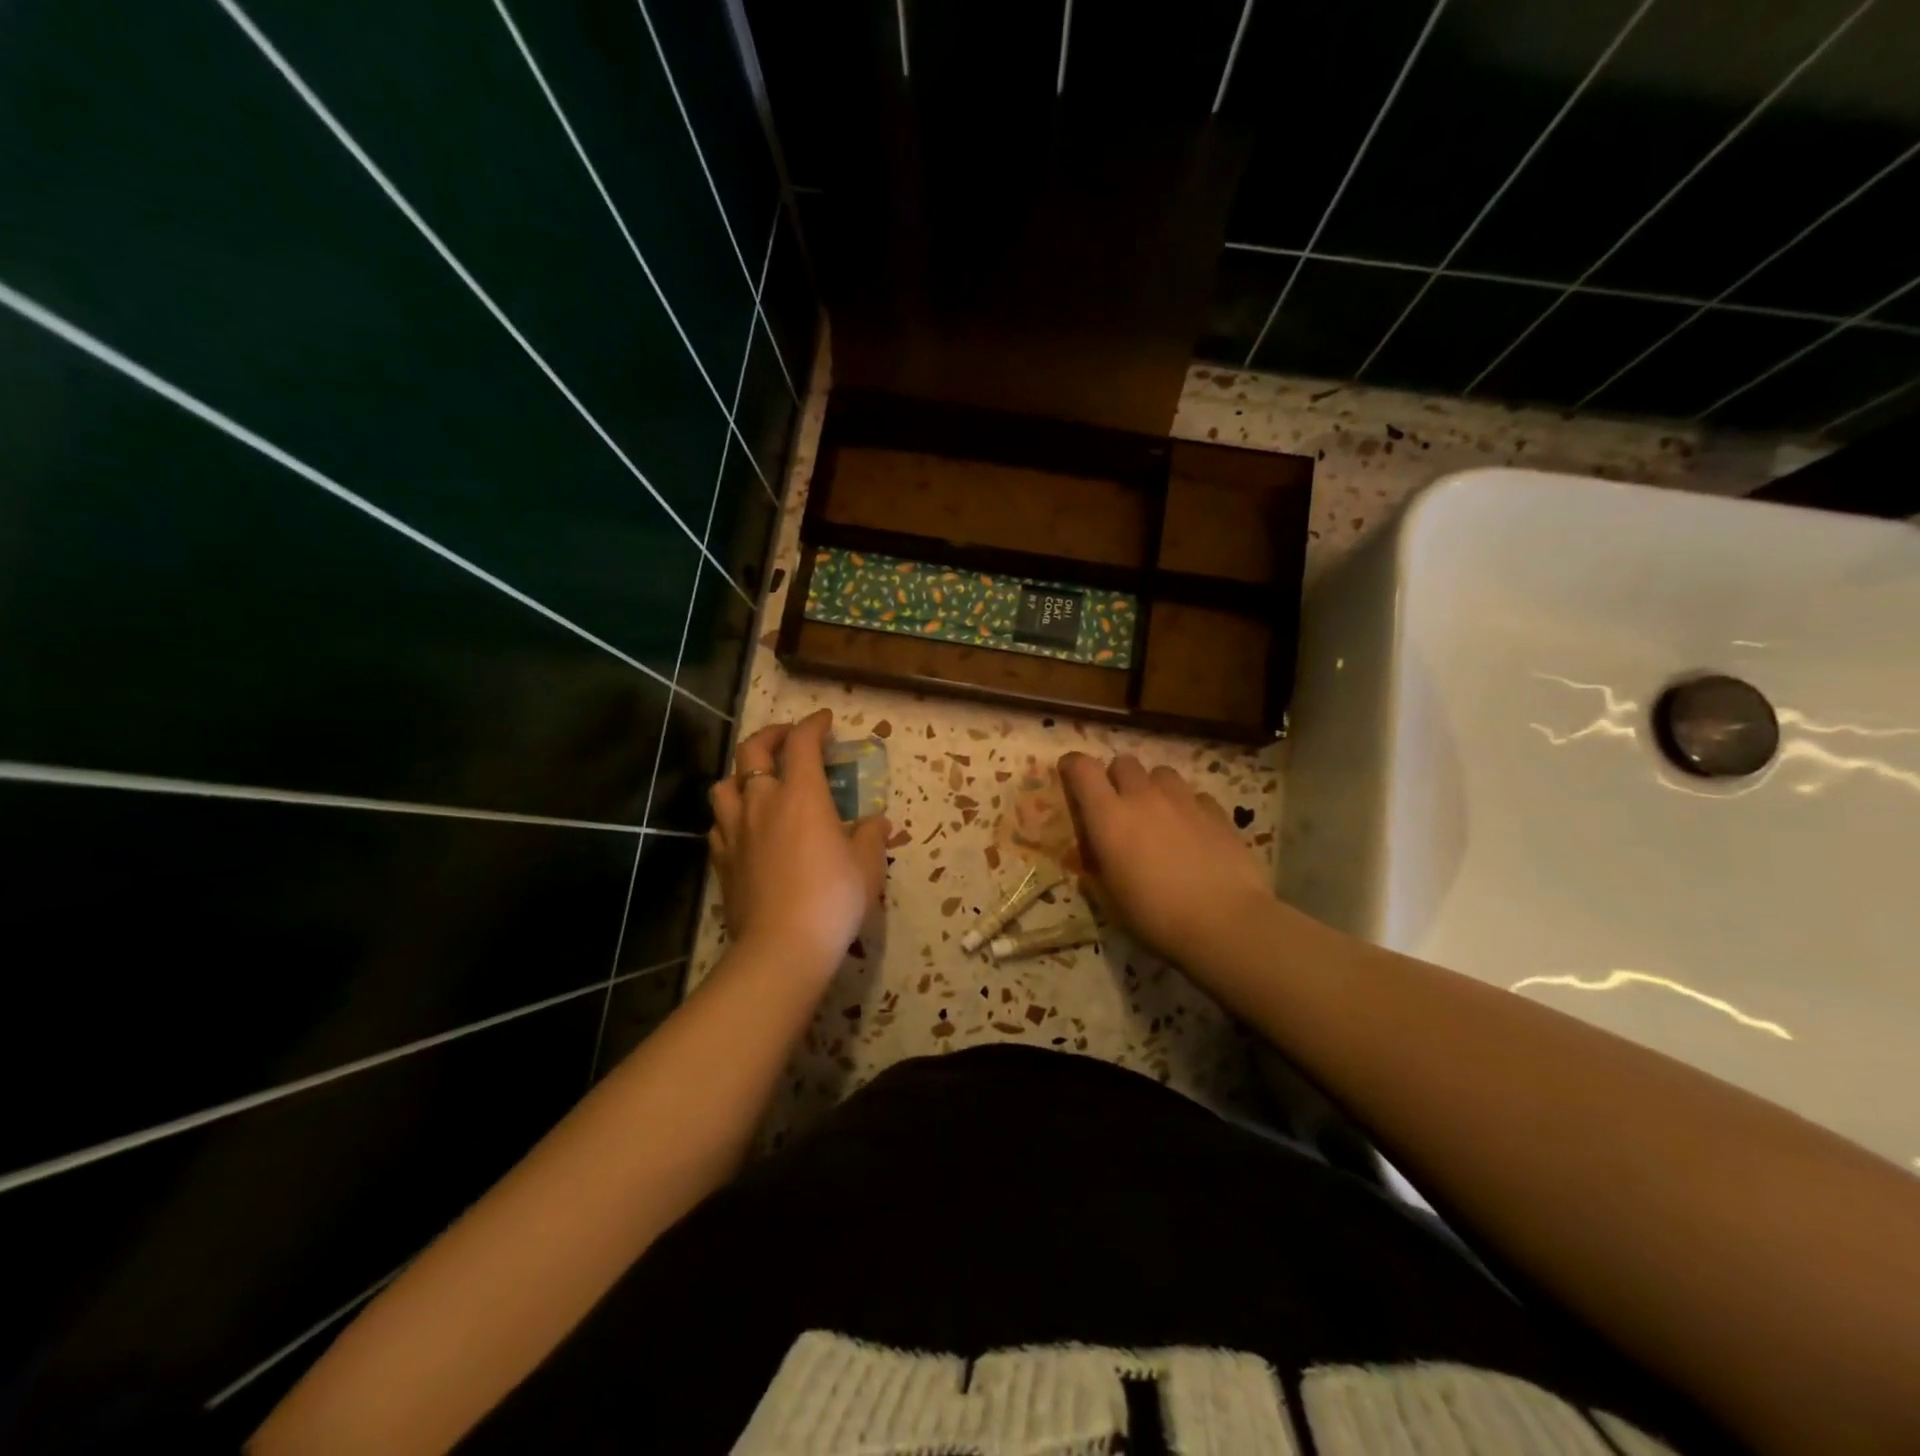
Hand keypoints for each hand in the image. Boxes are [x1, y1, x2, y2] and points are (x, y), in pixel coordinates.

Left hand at [709, 710, 888, 983]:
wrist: (782, 947)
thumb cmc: (833, 899)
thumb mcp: (868, 865)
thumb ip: (871, 836)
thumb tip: (876, 821)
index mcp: (801, 795)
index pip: (802, 743)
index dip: (813, 725)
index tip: (825, 721)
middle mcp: (762, 802)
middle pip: (753, 750)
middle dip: (772, 735)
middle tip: (790, 738)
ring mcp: (735, 830)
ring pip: (724, 784)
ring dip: (742, 774)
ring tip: (759, 781)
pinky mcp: (721, 860)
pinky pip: (718, 824)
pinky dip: (731, 815)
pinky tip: (744, 826)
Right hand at [1057, 753, 1275, 967]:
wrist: (1225, 924)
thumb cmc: (1155, 916)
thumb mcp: (1109, 900)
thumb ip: (1095, 870)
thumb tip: (1091, 860)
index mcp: (1109, 816)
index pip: (1082, 768)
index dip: (1073, 766)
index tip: (1070, 776)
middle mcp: (1144, 796)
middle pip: (1123, 763)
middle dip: (1116, 778)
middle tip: (1119, 806)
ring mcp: (1183, 800)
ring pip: (1160, 773)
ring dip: (1152, 787)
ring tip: (1158, 814)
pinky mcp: (1216, 810)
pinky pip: (1194, 795)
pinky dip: (1187, 806)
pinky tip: (1192, 830)